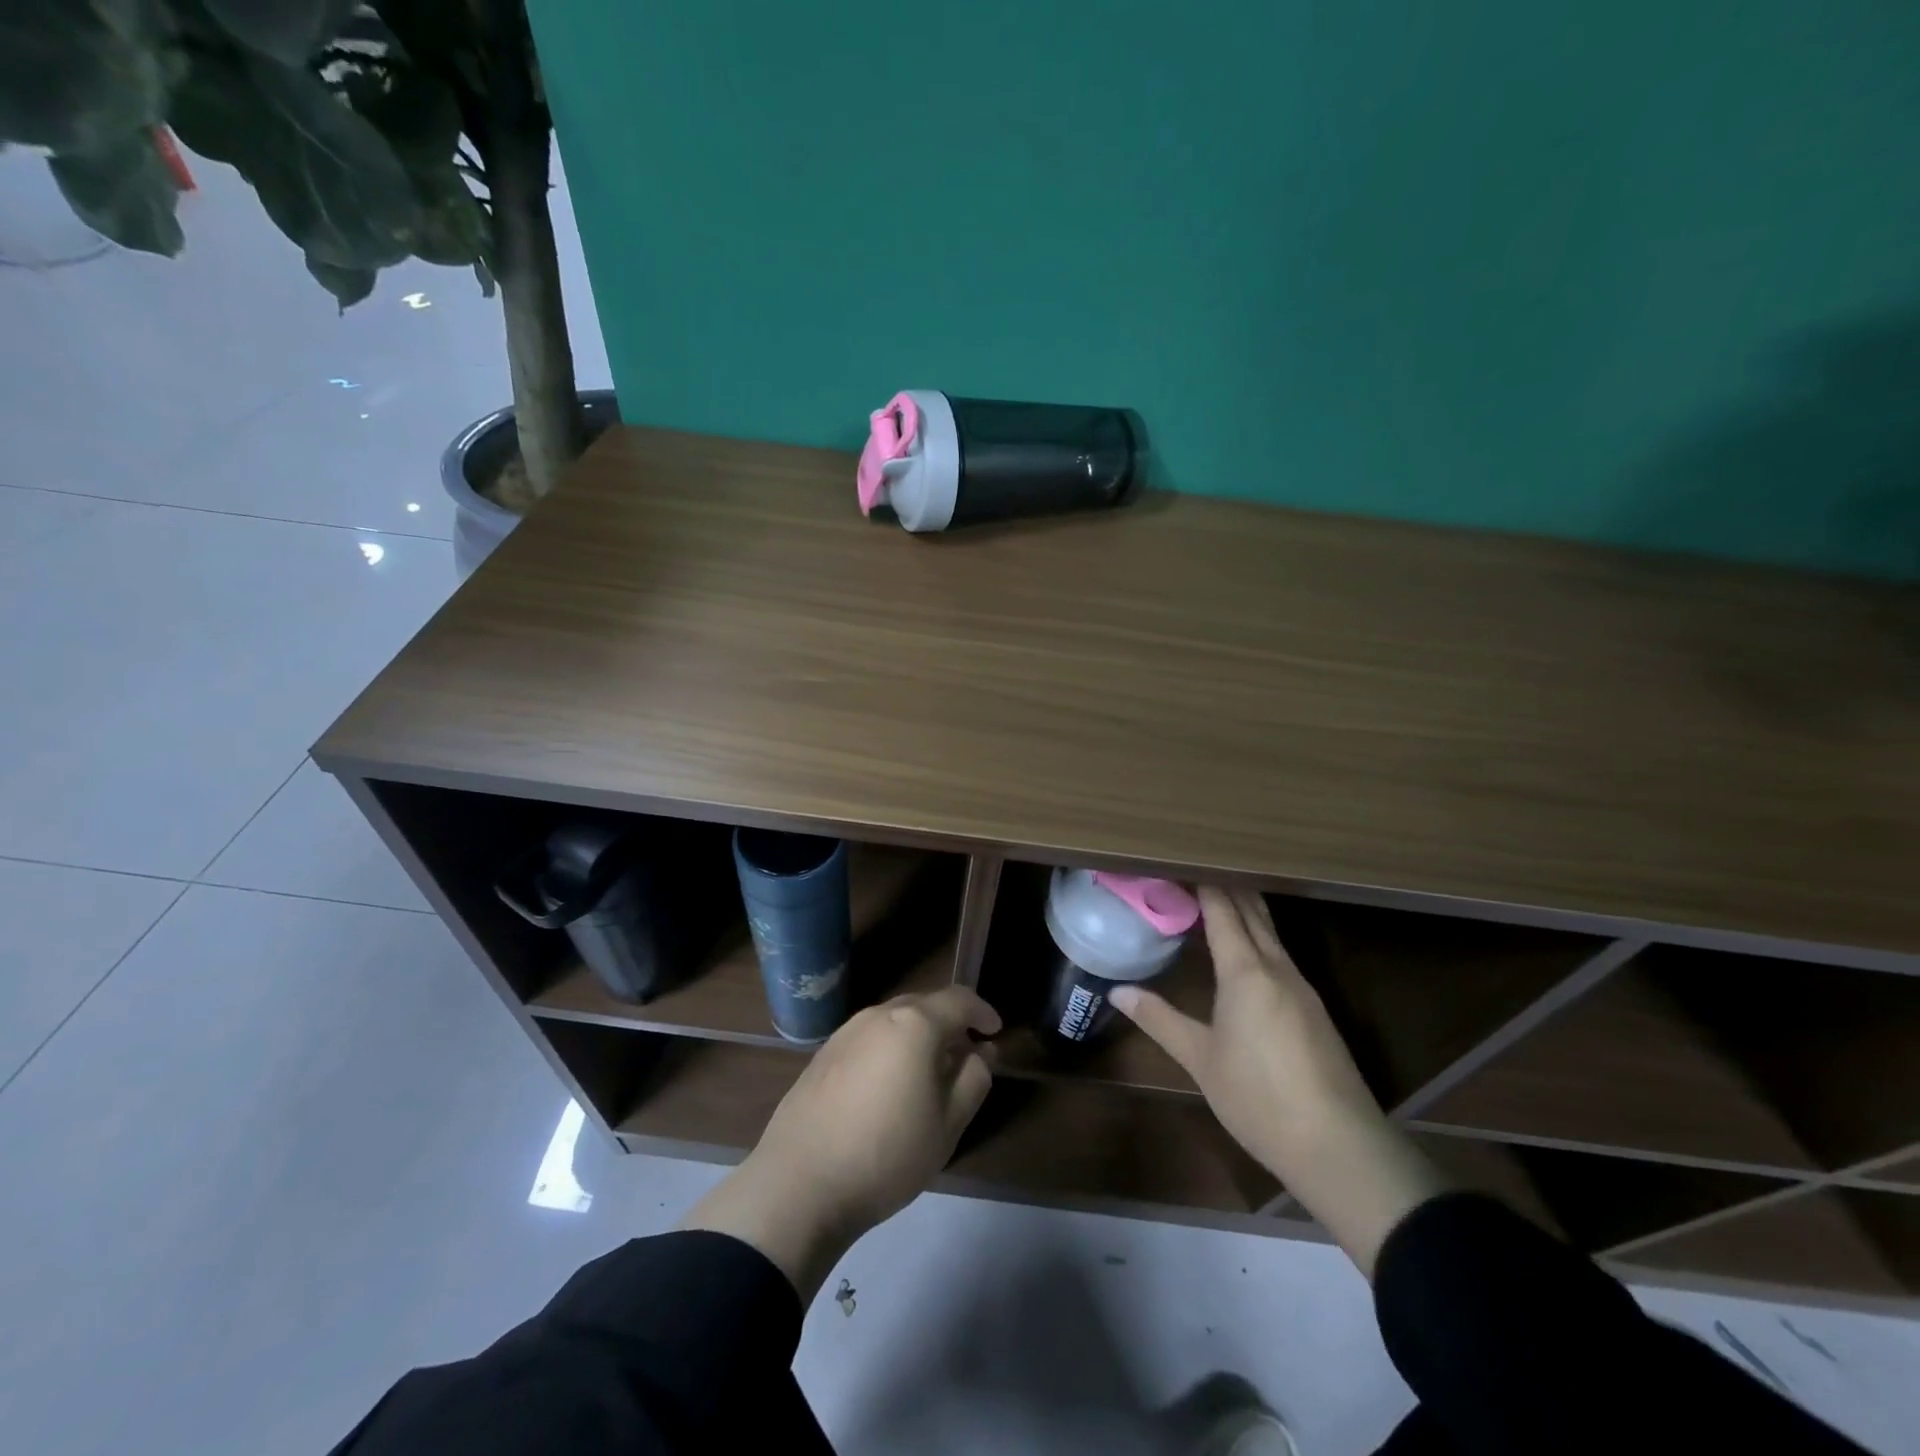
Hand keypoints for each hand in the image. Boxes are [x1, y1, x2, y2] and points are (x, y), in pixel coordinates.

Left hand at [681, 985, 999, 1299]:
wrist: (800, 1184)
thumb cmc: (887, 1154)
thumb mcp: (947, 1124)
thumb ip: (973, 1079)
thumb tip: (983, 1051)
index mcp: (914, 1024)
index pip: (958, 1000)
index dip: (982, 1011)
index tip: (996, 1031)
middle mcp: (878, 1015)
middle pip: (924, 1005)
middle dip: (950, 1023)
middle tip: (966, 1055)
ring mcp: (845, 1032)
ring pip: (894, 1020)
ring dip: (918, 1035)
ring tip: (929, 1073)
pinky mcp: (823, 1055)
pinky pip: (869, 1038)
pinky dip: (890, 1048)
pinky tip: (889, 1086)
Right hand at [1112, 887, 1448, 1277]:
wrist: (1339, 1147)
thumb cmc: (1258, 1098)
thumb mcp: (1199, 1058)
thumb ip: (1159, 1019)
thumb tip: (1117, 991)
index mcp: (1246, 971)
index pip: (1223, 909)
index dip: (1202, 882)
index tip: (1179, 861)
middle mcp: (1277, 967)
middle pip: (1253, 911)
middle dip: (1225, 885)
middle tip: (1193, 869)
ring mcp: (1302, 987)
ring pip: (1271, 932)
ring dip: (1245, 909)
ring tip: (1215, 899)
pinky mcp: (1315, 1010)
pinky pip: (1281, 955)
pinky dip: (1259, 937)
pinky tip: (1245, 953)